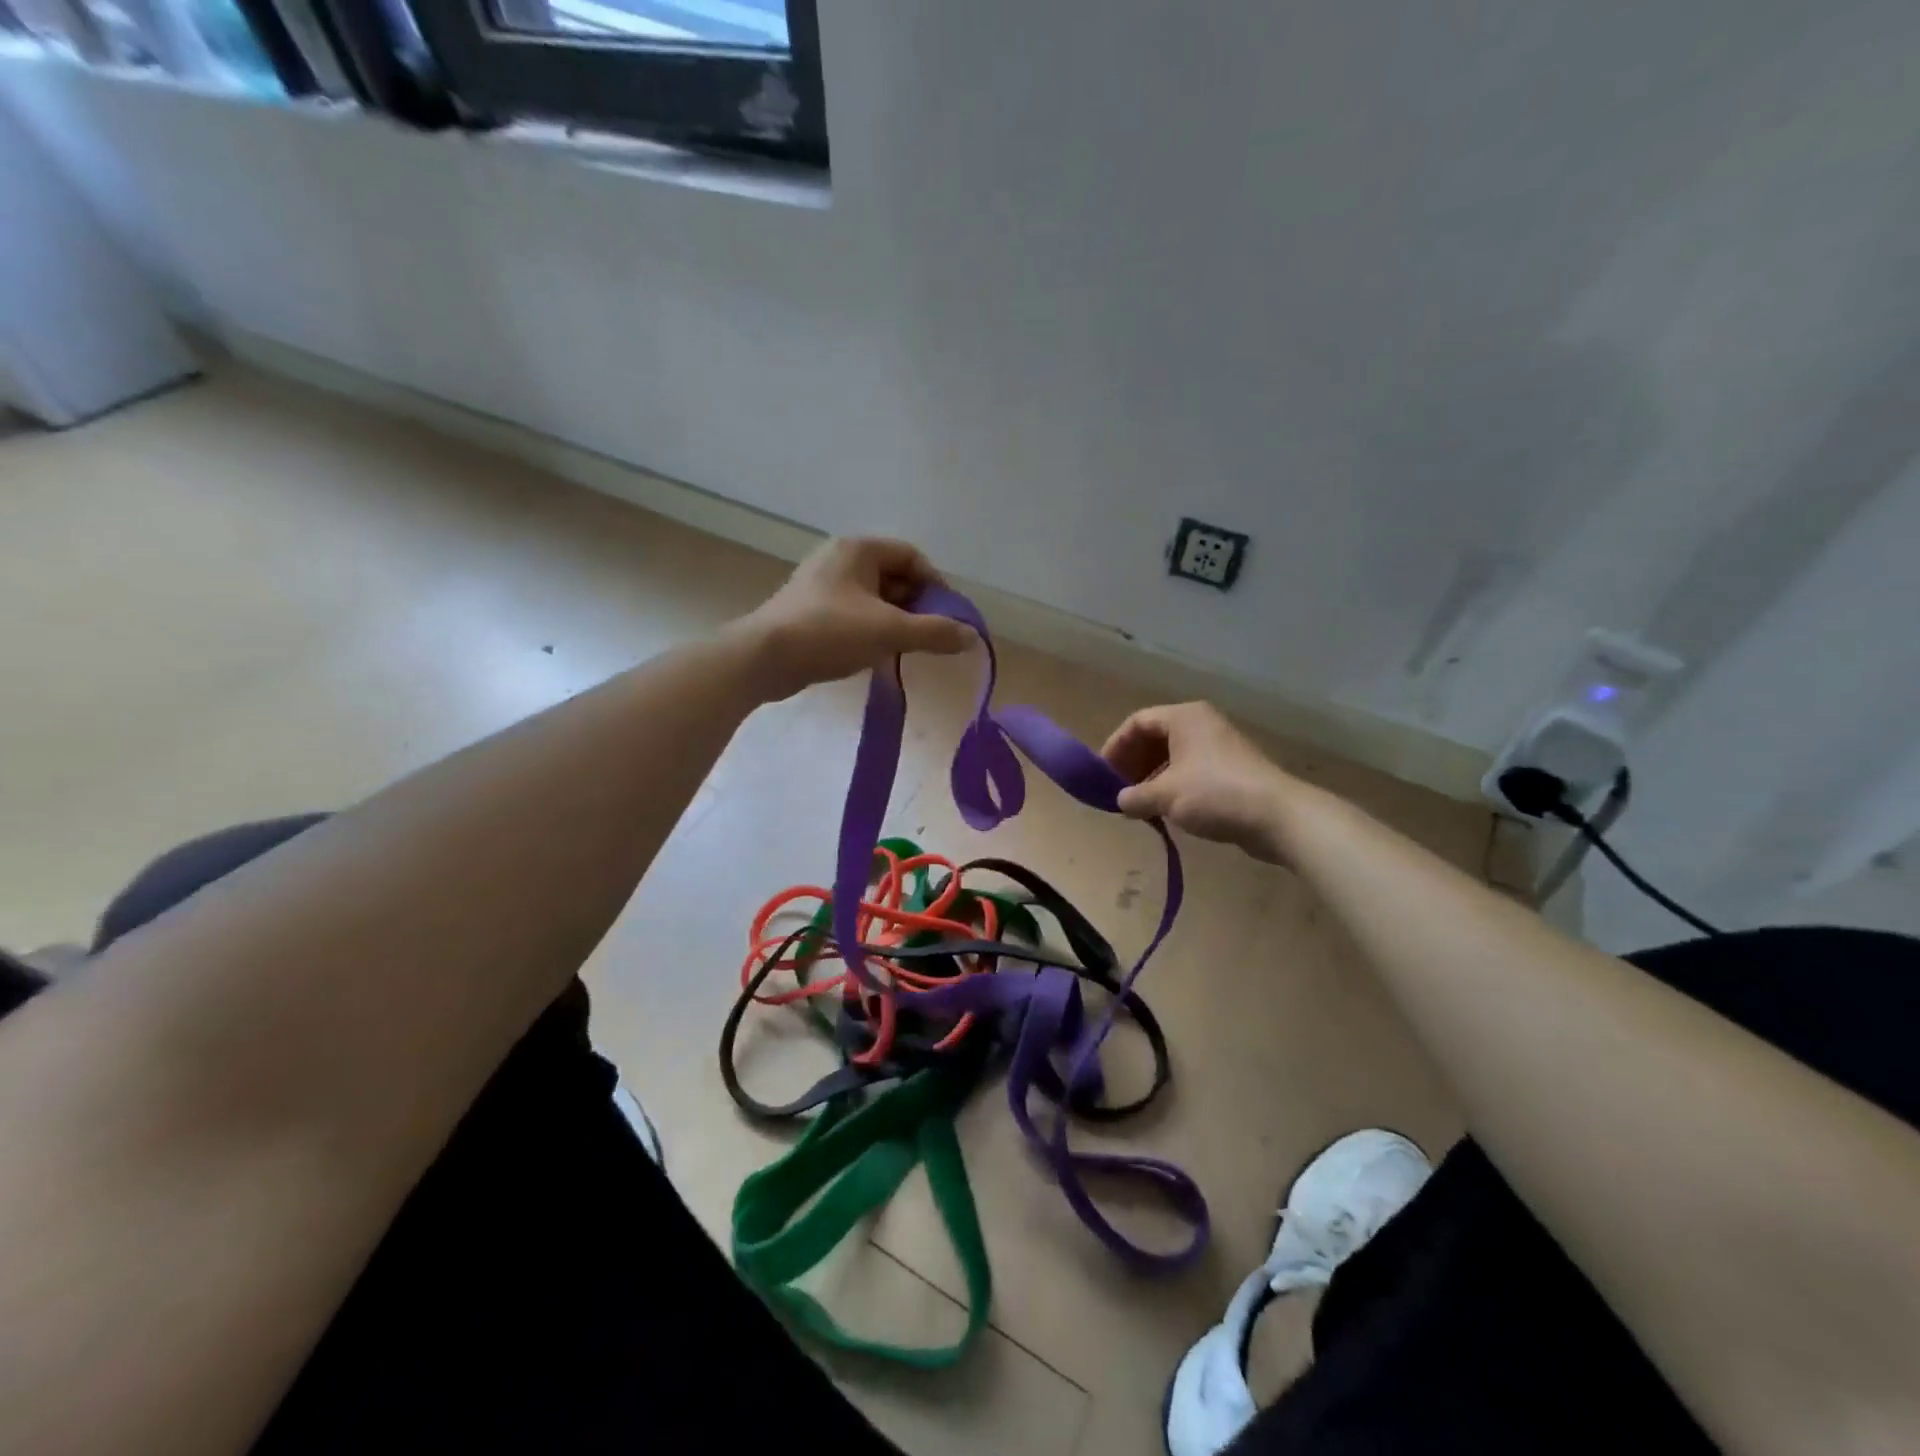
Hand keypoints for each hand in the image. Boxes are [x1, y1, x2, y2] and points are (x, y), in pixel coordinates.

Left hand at [741, 537, 973, 699]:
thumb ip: (935, 632)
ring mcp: (822, 584)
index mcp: (859, 549)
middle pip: (894, 577)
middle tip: (926, 636)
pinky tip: (874, 654)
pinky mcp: (811, 610)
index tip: (946, 617)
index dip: (935, 586)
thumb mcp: (890, 631)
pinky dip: (871, 629)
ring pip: (874, 598)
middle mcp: (840, 558)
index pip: (912, 557)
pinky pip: (854, 613)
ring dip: (894, 621)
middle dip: (915, 606)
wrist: (764, 658)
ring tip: (902, 649)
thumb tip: (972, 637)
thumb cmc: (829, 632)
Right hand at [1101, 702, 1297, 862]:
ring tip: (1139, 805)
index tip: (1103, 773)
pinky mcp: (1232, 770)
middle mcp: (1201, 725)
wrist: (1277, 816)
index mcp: (1184, 718)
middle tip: (1119, 790)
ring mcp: (1219, 747)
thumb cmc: (1215, 794)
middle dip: (1133, 764)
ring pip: (1173, 756)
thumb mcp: (1165, 795)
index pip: (1138, 722)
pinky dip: (1173, 787)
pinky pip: (1191, 771)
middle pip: (1155, 737)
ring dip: (1152, 779)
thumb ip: (1135, 796)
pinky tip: (1166, 811)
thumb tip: (1120, 800)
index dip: (1116, 746)